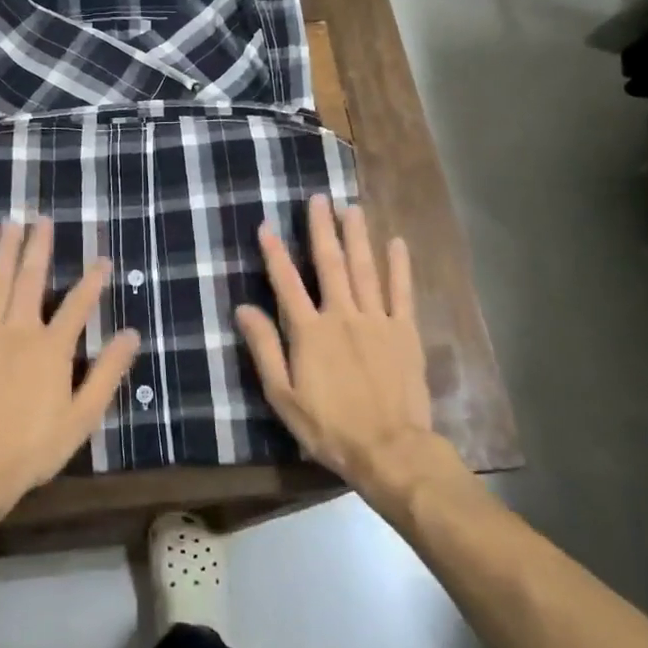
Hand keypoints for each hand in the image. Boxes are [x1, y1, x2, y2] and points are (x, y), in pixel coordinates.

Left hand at [0, 217, 140, 515]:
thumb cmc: (34, 446)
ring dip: (4, 252)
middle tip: (43, 218)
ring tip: (9, 224)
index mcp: (52, 348)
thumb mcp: (83, 416)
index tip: (103, 259)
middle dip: (39, 248)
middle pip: (31, 281)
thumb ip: (107, 373)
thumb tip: (130, 335)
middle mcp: (19, 331)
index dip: (93, 280)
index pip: (79, 304)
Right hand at [235, 196, 445, 493]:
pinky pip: (402, 292)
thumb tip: (243, 308)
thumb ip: (265, 348)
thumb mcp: (283, 395)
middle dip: (322, 229)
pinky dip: (399, 266)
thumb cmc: (329, 427)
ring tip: (352, 208)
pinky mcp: (404, 332)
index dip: (274, 252)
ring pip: (365, 269)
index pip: (286, 283)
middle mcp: (342, 315)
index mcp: (309, 331)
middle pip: (330, 264)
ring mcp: (377, 320)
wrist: (390, 449)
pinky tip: (397, 243)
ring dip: (357, 236)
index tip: (265, 225)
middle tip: (318, 198)